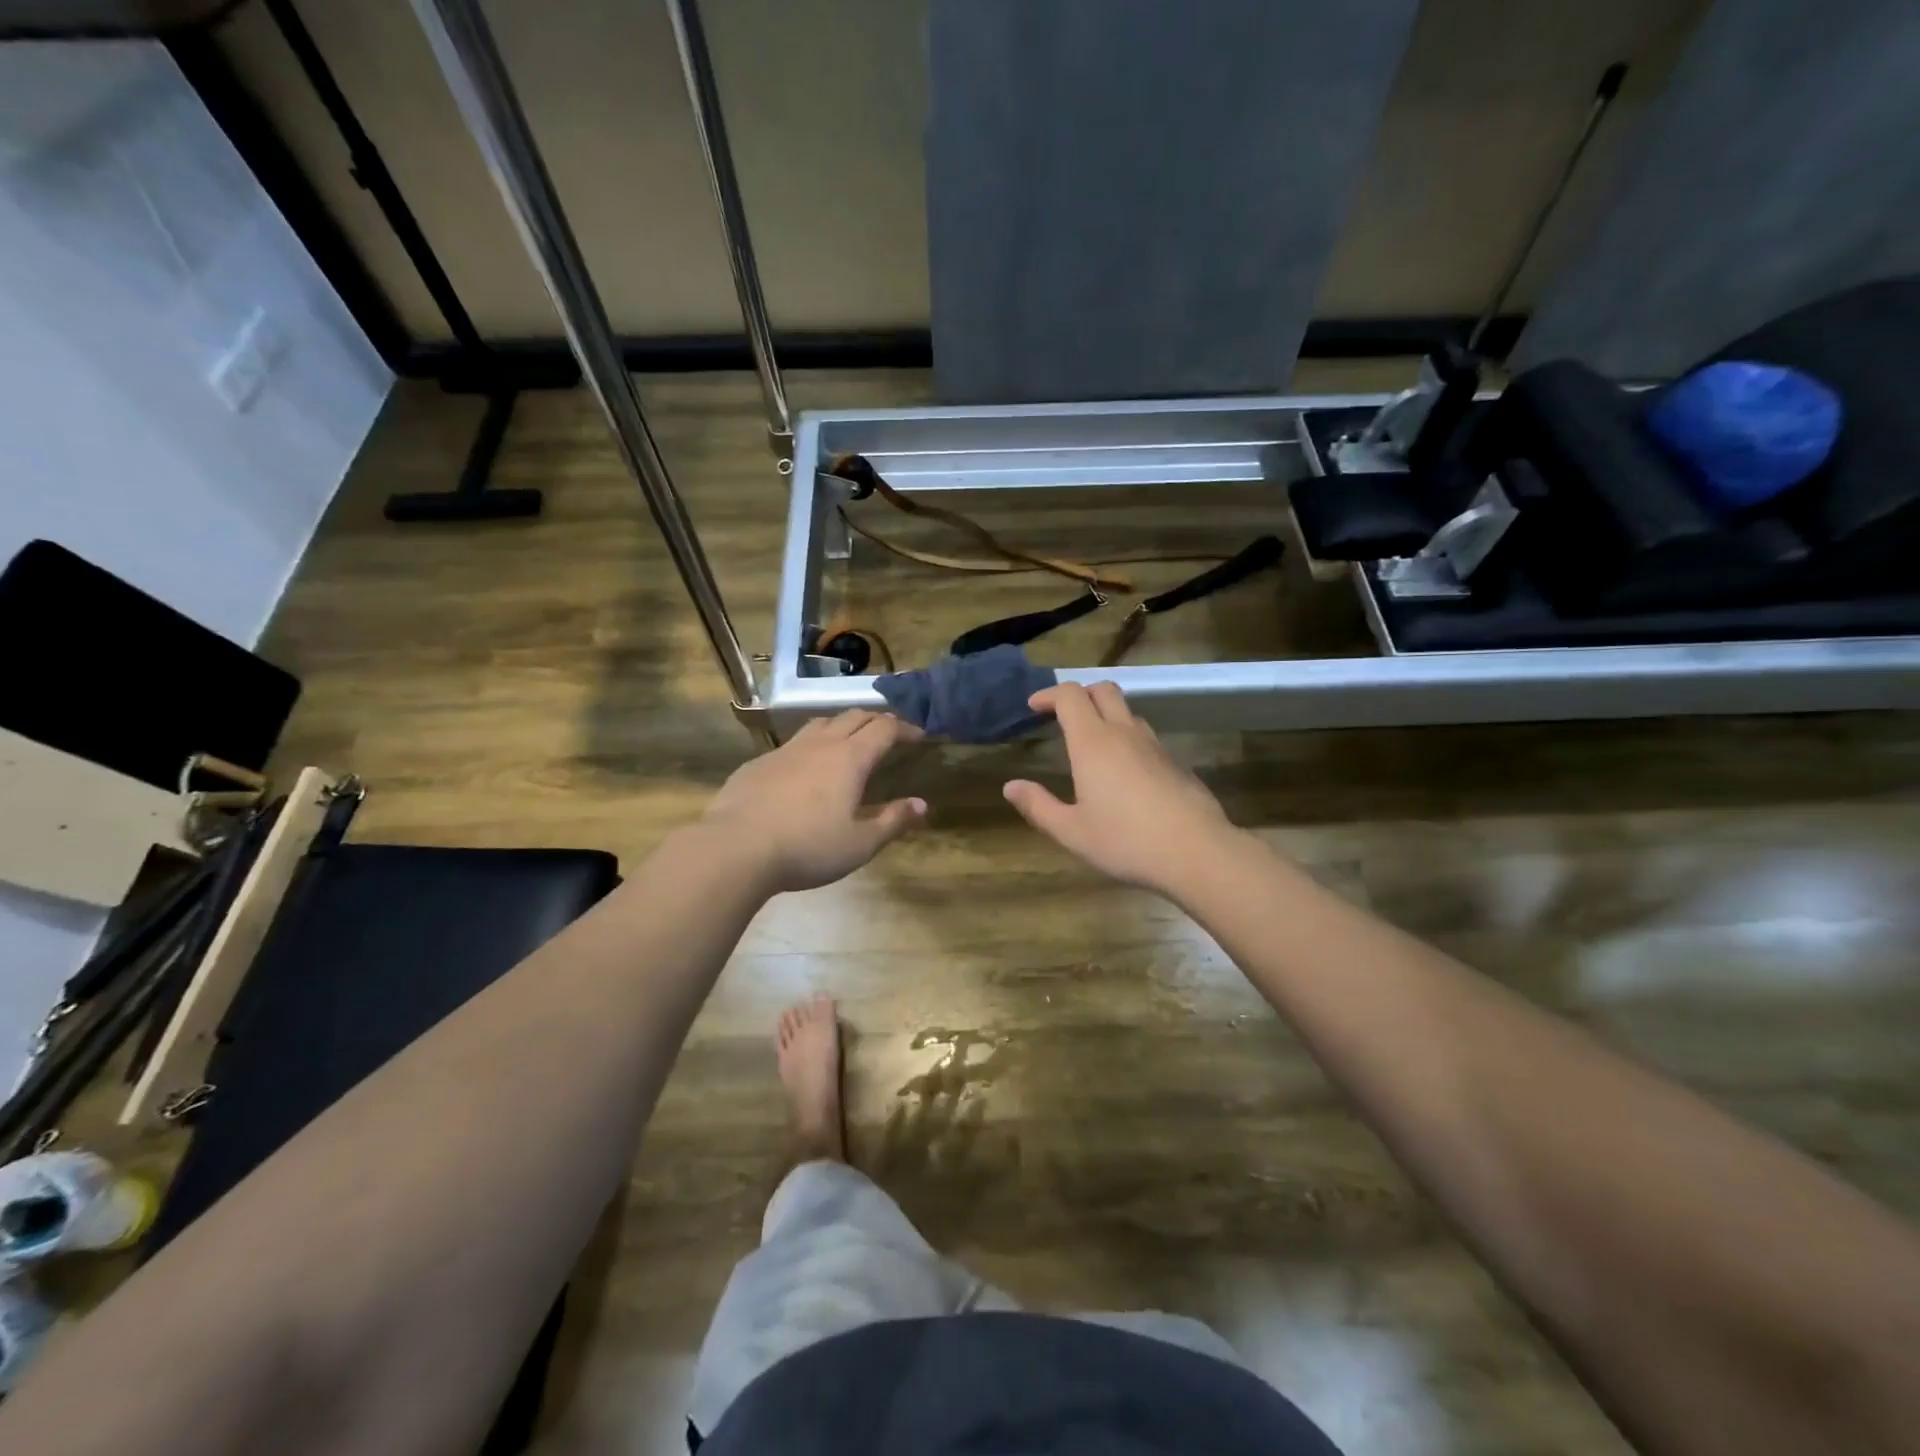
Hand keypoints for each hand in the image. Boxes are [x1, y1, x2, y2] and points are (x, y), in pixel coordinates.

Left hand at [703, 710, 926, 892]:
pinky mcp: (758, 763)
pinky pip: (791, 745)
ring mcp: (786, 750)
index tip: (918, 735)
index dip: (904, 727)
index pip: (884, 728)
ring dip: (840, 725)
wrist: (736, 848)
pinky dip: (809, 747)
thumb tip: (921, 804)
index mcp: (850, 759)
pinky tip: (803, 769)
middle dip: (875, 720)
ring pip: (820, 723)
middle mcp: (820, 744)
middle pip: (853, 717)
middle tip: (887, 732)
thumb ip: (892, 821)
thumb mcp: (860, 844)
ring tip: (848, 740)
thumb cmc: (807, 848)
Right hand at [1004, 682, 1237, 894]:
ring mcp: (1154, 745)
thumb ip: (1038, 806)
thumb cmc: (1125, 841)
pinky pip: (1144, 736)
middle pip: (1102, 690)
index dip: (1049, 694)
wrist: (1196, 852)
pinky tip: (1122, 772)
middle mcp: (1124, 733)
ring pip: (1127, 712)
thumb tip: (1010, 787)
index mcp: (1092, 742)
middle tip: (1062, 715)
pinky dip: (1126, 738)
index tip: (1034, 707)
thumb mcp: (1071, 831)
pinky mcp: (1175, 762)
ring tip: (1090, 743)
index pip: (1069, 695)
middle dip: (1079, 694)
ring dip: (1105, 715)